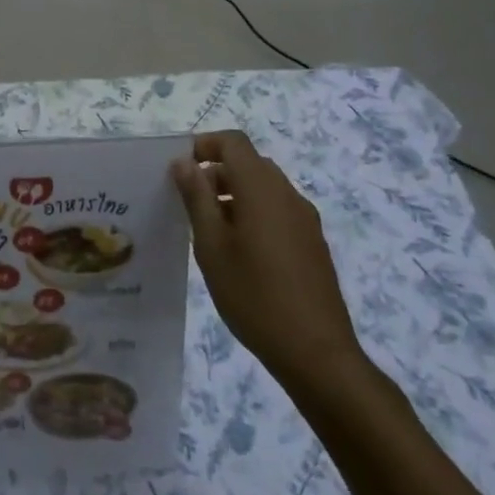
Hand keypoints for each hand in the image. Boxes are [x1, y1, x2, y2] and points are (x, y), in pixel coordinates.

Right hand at [171, 131, 368, 396]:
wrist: (316, 352)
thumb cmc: (253, 294)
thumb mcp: (211, 245)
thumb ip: (196, 197)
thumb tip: (183, 162)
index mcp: (261, 188)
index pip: (233, 142)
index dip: (204, 145)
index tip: (178, 169)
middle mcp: (287, 194)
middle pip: (249, 163)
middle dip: (215, 172)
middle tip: (187, 202)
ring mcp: (305, 219)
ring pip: (264, 188)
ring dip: (233, 194)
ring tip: (207, 230)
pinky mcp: (312, 243)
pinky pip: (277, 211)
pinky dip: (252, 213)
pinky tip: (238, 252)